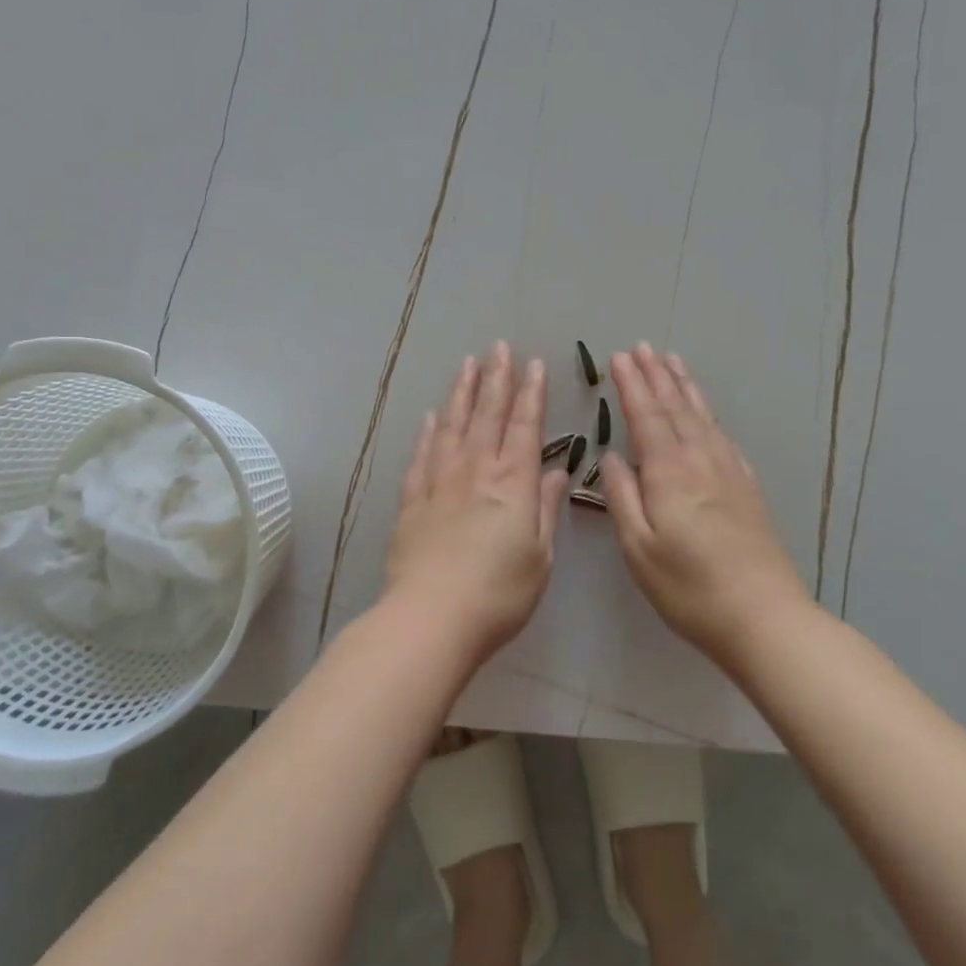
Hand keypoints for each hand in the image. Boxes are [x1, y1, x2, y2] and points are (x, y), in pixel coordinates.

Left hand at [383, 343, 568, 665]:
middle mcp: (475, 471)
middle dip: (496, 379)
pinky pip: (421, 456)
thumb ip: (545, 509)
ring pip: (452, 426)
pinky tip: (430, 416)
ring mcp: (439, 482)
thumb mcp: (539, 556)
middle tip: (498, 348)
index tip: (534, 364)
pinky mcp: (412, 500)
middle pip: (487, 415)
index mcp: (512, 484)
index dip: (531, 394)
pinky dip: (427, 432)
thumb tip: (554, 471)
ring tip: (467, 365)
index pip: (525, 427)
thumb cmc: (498, 594)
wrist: (432, 618)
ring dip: (461, 393)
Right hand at [599, 343, 809, 663]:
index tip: (619, 357)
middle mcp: (700, 460)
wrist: (763, 617)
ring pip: (701, 416)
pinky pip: (722, 435)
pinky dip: (708, 414)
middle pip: (675, 407)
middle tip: (642, 347)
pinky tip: (706, 412)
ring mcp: (728, 471)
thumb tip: (612, 456)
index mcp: (669, 472)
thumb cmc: (689, 588)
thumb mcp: (639, 548)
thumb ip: (622, 496)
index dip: (632, 385)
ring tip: (672, 361)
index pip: (645, 416)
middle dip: (656, 375)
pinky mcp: (747, 487)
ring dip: (684, 386)